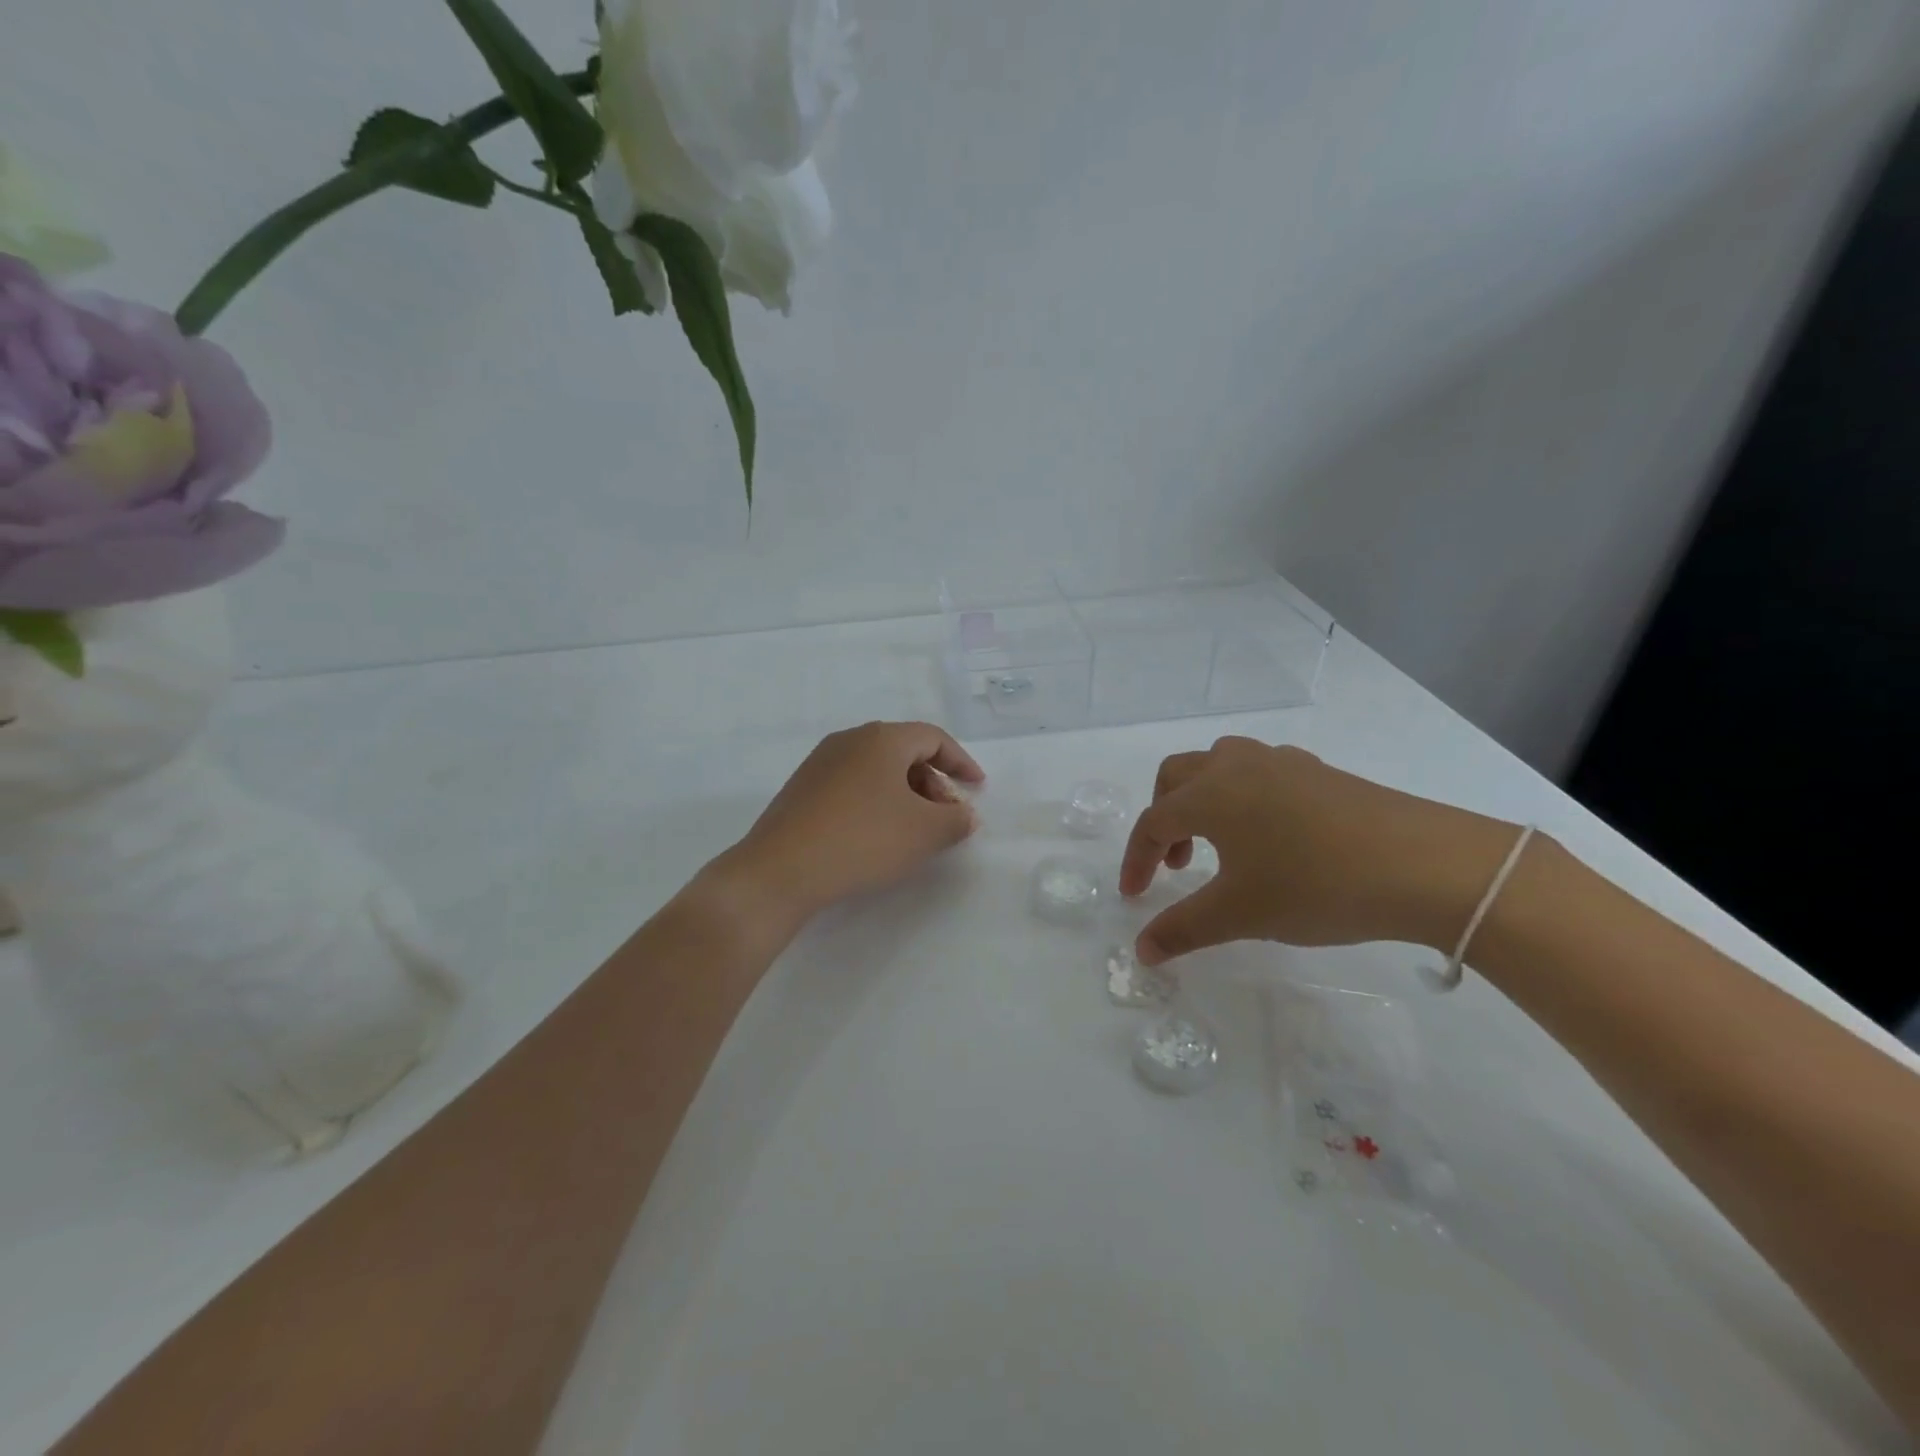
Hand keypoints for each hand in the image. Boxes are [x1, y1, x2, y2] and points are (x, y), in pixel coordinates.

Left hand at [712, 721, 984, 930]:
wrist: (780, 870)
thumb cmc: (863, 840)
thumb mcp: (925, 833)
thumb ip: (956, 820)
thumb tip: (965, 814)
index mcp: (882, 738)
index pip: (933, 738)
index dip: (961, 762)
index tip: (978, 788)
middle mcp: (849, 740)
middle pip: (904, 752)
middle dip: (933, 782)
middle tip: (946, 817)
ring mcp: (820, 762)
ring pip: (877, 770)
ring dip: (905, 794)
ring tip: (913, 831)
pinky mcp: (802, 788)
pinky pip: (852, 785)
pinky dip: (876, 802)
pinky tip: (876, 835)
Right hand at [1120, 737, 1521, 964]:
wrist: (1426, 865)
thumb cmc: (1316, 885)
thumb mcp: (1241, 914)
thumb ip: (1182, 930)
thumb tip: (1141, 951)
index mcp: (1210, 793)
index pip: (1154, 821)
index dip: (1137, 859)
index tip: (1135, 897)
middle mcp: (1238, 765)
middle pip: (1177, 776)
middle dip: (1164, 817)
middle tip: (1177, 864)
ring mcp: (1282, 762)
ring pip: (1219, 765)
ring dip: (1202, 800)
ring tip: (1220, 846)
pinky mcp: (1320, 771)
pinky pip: (1260, 772)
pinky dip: (1243, 797)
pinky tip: (1271, 836)